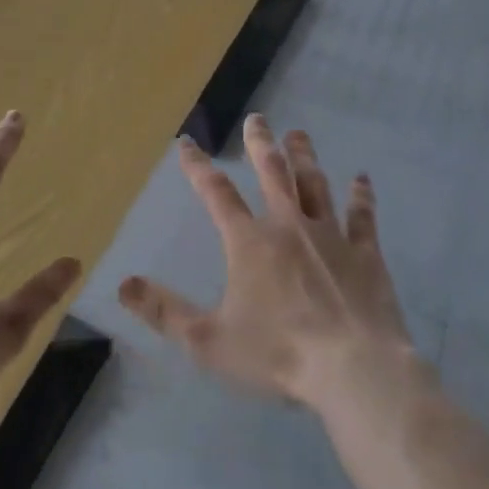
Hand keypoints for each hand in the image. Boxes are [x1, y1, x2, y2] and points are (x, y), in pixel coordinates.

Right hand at [119, 115, 416, 414]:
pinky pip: (362, 218)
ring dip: (305, 157)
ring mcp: (330, 236)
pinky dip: (361, 197)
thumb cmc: (278, 354)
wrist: (354, 370)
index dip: (198, 166)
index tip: (187, 142)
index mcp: (250, 242)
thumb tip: (123, 284)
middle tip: (257, 118)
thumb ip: (164, 312)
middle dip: (261, 144)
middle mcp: (288, 226)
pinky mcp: (365, 254)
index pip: (216, 193)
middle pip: (272, 173)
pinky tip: (362, 179)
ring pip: (315, 185)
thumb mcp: (208, 341)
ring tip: (298, 134)